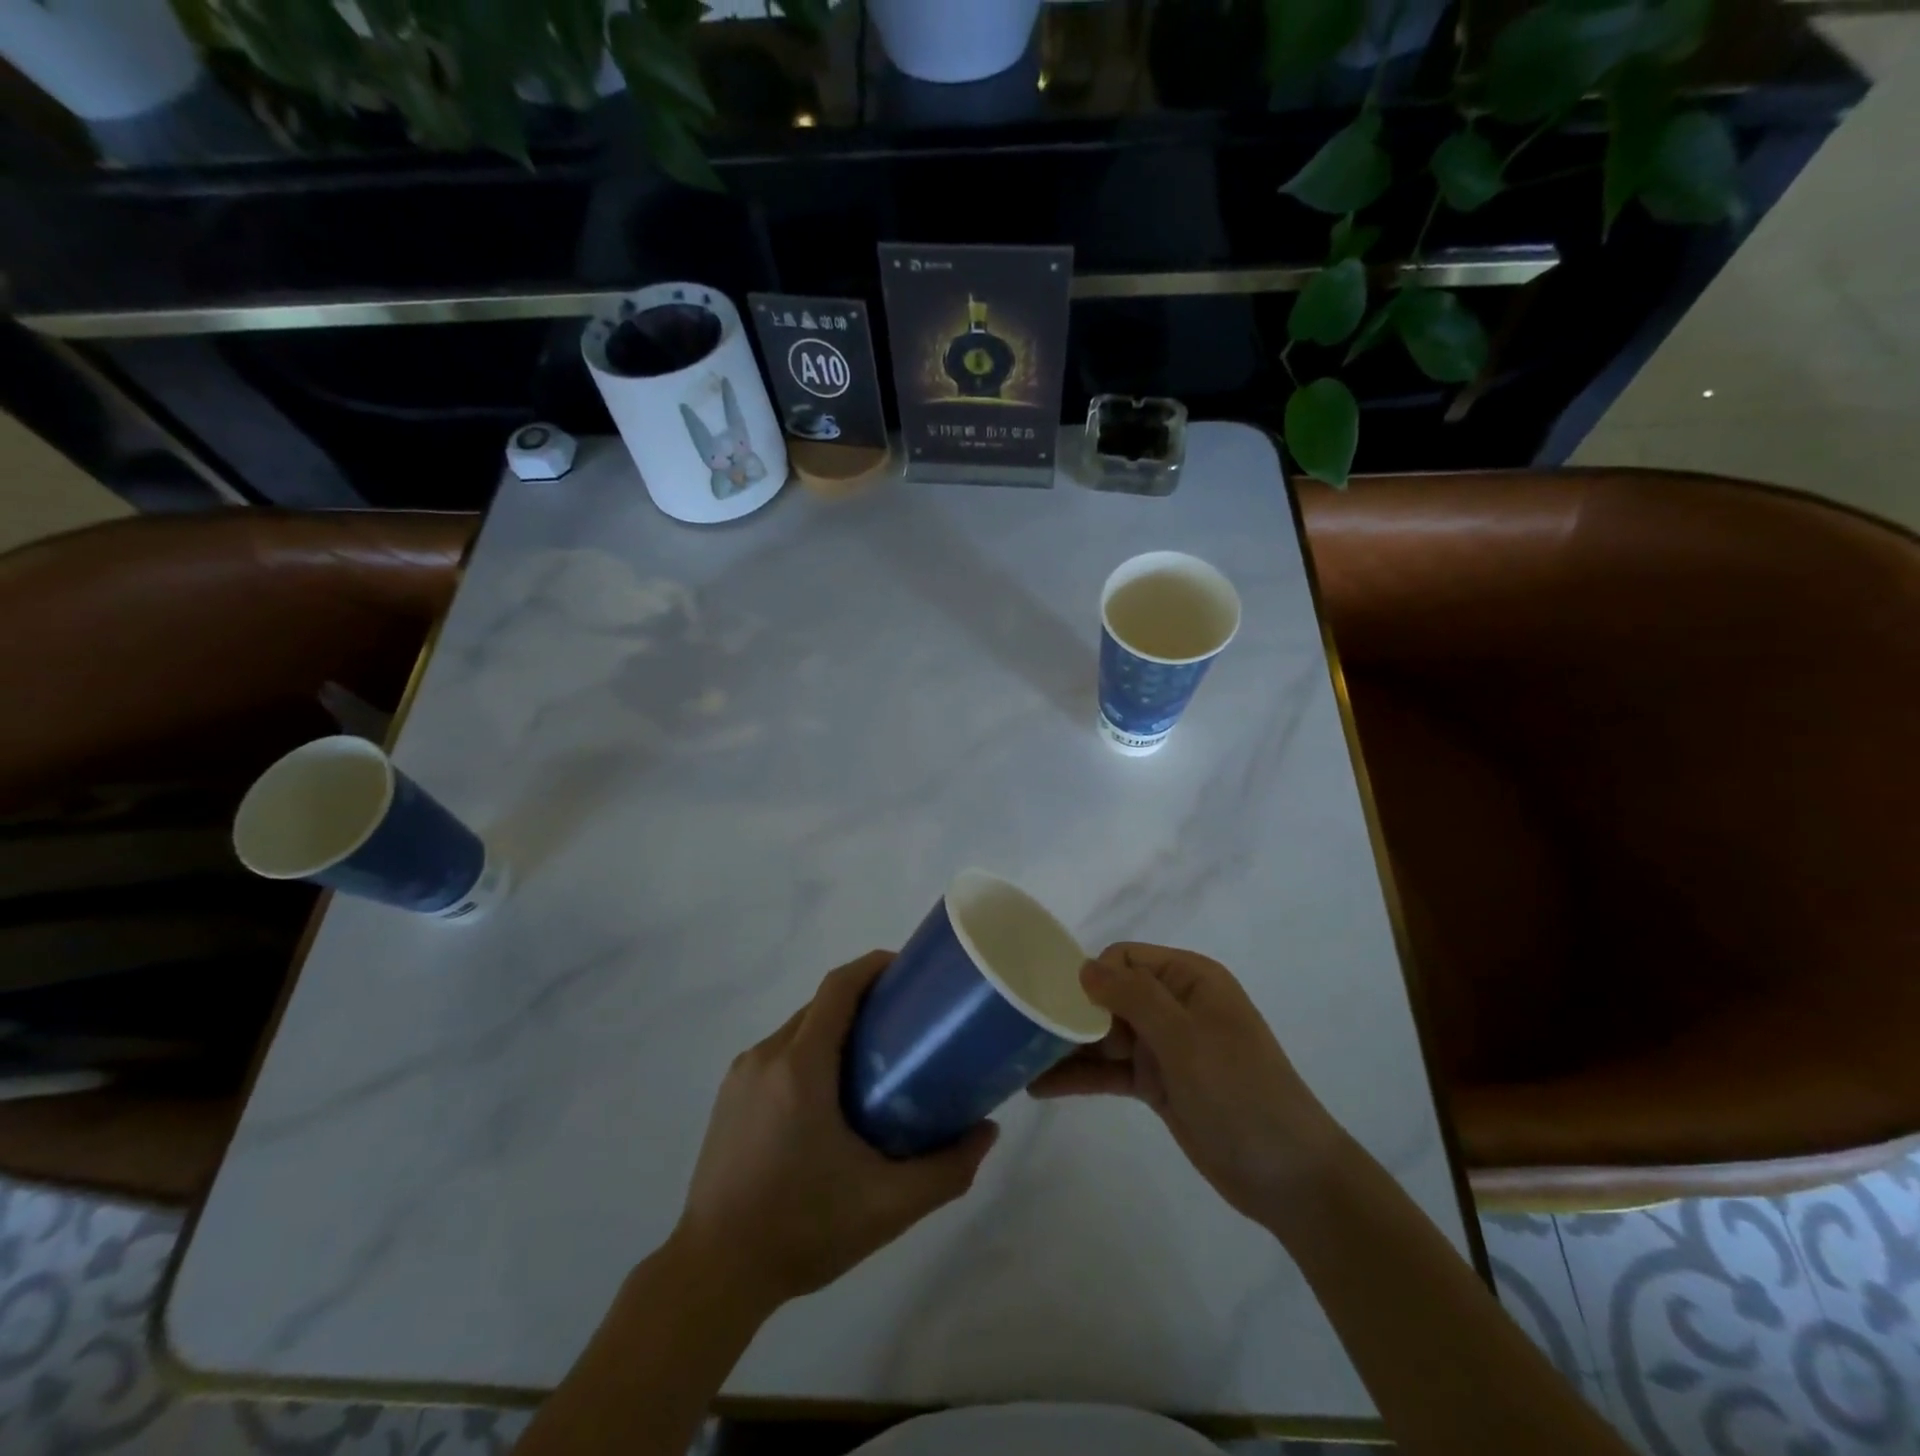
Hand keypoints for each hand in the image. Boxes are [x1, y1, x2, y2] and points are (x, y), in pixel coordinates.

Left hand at [673, 951, 998, 1310]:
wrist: (714, 1273)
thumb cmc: (803, 1229)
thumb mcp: (888, 1205)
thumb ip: (946, 1169)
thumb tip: (988, 1131)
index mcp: (800, 1066)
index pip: (838, 987)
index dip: (874, 967)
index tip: (909, 971)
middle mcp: (766, 1056)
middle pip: (821, 1005)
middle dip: (863, 1000)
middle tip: (906, 1024)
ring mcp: (741, 1075)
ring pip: (798, 1028)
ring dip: (835, 1029)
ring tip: (876, 1060)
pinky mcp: (729, 1097)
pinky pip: (778, 1054)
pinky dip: (810, 1053)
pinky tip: (832, 1096)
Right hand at [1029, 943, 1341, 1226]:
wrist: (1289, 1177)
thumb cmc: (1241, 1092)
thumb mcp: (1187, 1038)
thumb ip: (1134, 997)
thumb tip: (1083, 967)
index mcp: (1189, 979)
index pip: (1125, 959)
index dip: (1093, 977)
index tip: (1064, 1007)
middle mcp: (1174, 1005)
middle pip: (1110, 995)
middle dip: (1072, 1012)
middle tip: (1028, 1034)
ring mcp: (1165, 1047)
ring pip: (1104, 1035)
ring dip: (1068, 1046)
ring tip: (1018, 1059)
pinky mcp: (1157, 1084)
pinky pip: (1111, 1071)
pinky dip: (1080, 1076)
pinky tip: (1040, 1086)